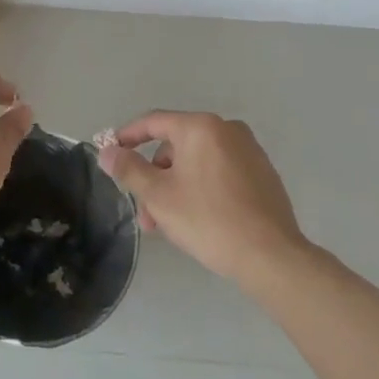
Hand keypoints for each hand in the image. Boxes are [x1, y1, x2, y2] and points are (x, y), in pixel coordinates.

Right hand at [98, 112, 307, 285]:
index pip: (154, 122)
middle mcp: (227, 129)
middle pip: (176, 146)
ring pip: (197, 162)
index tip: (110, 153)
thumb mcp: (158, 196)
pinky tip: (198, 220)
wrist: (271, 256)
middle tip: (145, 212)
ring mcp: (249, 151)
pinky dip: (201, 188)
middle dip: (155, 177)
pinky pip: (219, 172)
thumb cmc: (208, 220)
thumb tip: (107, 151)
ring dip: (176, 187)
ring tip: (169, 225)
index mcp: (201, 127)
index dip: (128, 136)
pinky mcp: (262, 174)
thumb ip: (129, 168)